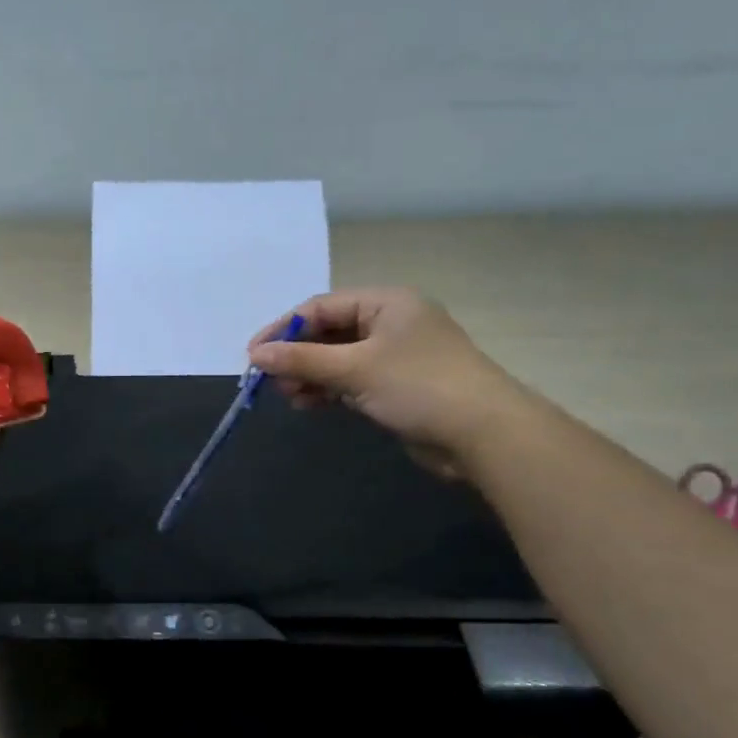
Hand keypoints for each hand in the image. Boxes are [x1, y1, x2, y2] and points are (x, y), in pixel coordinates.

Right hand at [247, 288, 523, 474]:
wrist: (483, 434)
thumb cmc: (418, 386)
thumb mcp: (354, 369)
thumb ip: (302, 360)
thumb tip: (255, 355)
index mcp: (386, 303)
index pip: (321, 307)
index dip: (284, 329)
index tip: (253, 356)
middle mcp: (390, 323)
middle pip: (328, 332)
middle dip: (296, 356)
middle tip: (270, 381)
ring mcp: (395, 355)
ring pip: (338, 359)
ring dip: (310, 375)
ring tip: (287, 396)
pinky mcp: (396, 385)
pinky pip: (351, 380)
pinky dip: (328, 390)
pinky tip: (307, 404)